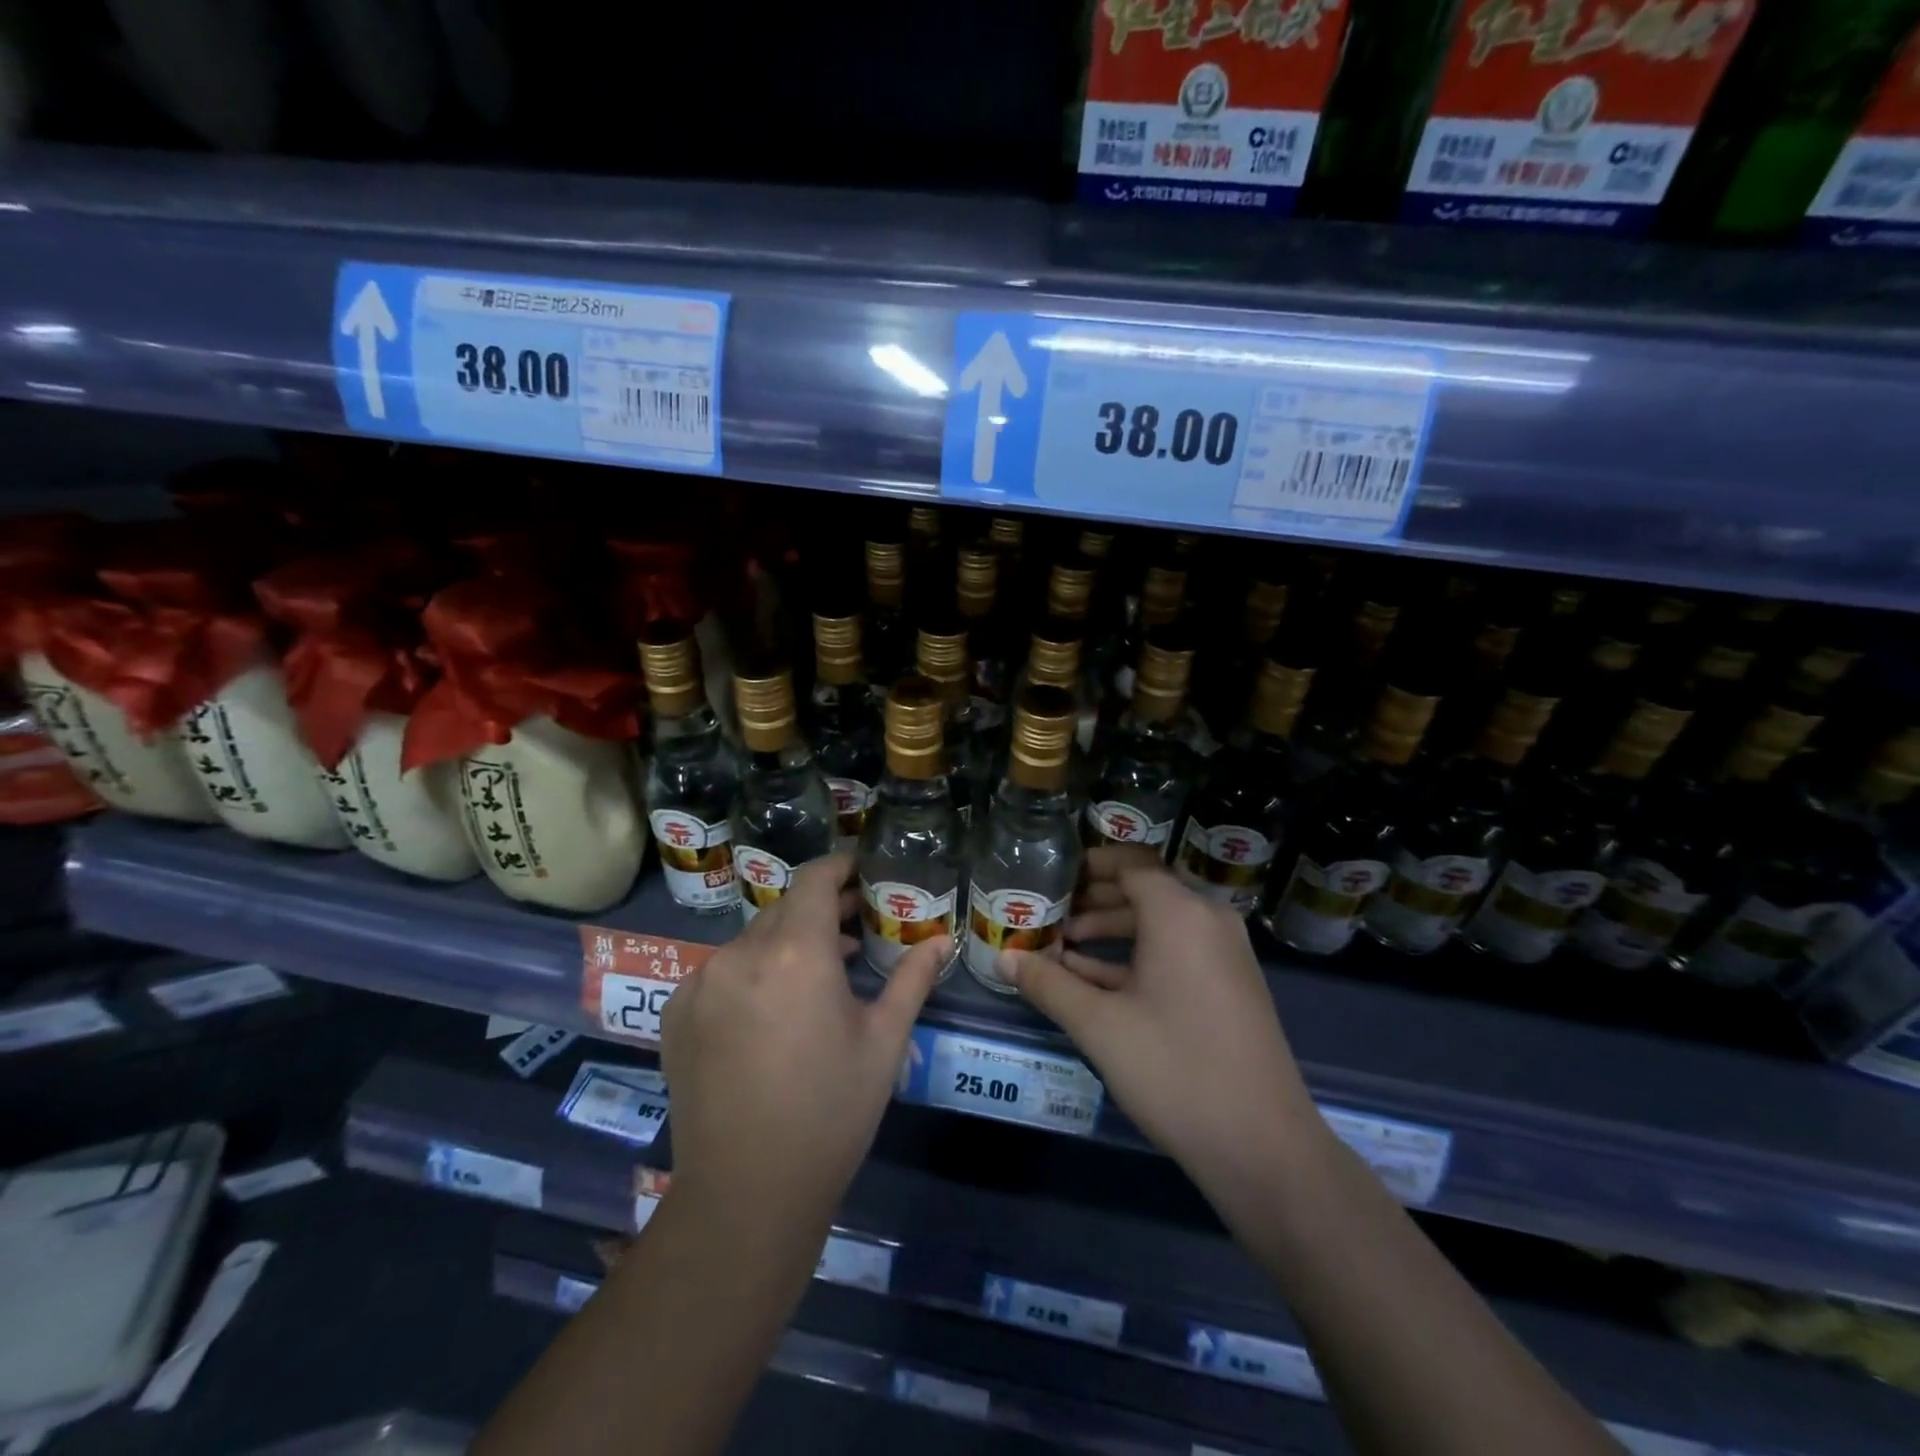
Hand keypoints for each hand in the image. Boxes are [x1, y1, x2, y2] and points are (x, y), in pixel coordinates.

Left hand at [660, 853, 948, 1226]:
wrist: (746, 1193)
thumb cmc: (831, 1111)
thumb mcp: (884, 1042)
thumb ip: (913, 979)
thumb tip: (944, 940)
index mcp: (795, 951)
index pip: (815, 879)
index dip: (842, 866)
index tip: (864, 871)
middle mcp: (740, 953)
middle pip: (786, 907)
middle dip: (822, 908)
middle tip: (856, 925)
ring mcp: (701, 982)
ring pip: (754, 939)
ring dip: (788, 942)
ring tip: (821, 971)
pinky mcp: (677, 1012)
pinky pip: (722, 970)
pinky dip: (752, 971)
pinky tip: (773, 1009)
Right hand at [1001, 848, 1329, 1205]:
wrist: (1263, 1147)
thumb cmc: (1175, 1069)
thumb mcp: (1099, 1025)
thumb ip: (1048, 984)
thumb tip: (1003, 958)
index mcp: (1181, 914)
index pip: (1131, 864)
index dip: (1088, 865)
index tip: (1050, 875)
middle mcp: (1207, 921)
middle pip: (1144, 891)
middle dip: (1093, 899)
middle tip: (1048, 912)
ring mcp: (1223, 955)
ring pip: (1158, 924)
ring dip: (1110, 930)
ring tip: (1061, 947)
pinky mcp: (1228, 987)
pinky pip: (1175, 952)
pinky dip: (1135, 957)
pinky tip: (1092, 981)